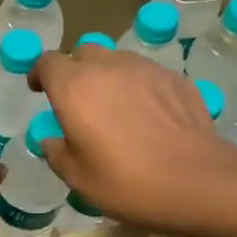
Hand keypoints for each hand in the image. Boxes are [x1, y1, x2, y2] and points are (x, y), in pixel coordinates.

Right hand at [31, 47, 232, 229]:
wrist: (197, 181)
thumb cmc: (127, 182)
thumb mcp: (78, 178)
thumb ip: (57, 152)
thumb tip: (52, 140)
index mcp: (74, 87)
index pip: (47, 62)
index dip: (40, 74)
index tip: (40, 90)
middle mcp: (107, 67)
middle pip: (83, 54)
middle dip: (75, 72)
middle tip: (79, 102)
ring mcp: (145, 68)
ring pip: (117, 60)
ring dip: (108, 77)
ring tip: (116, 109)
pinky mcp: (176, 78)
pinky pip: (147, 74)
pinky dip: (139, 87)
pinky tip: (149, 116)